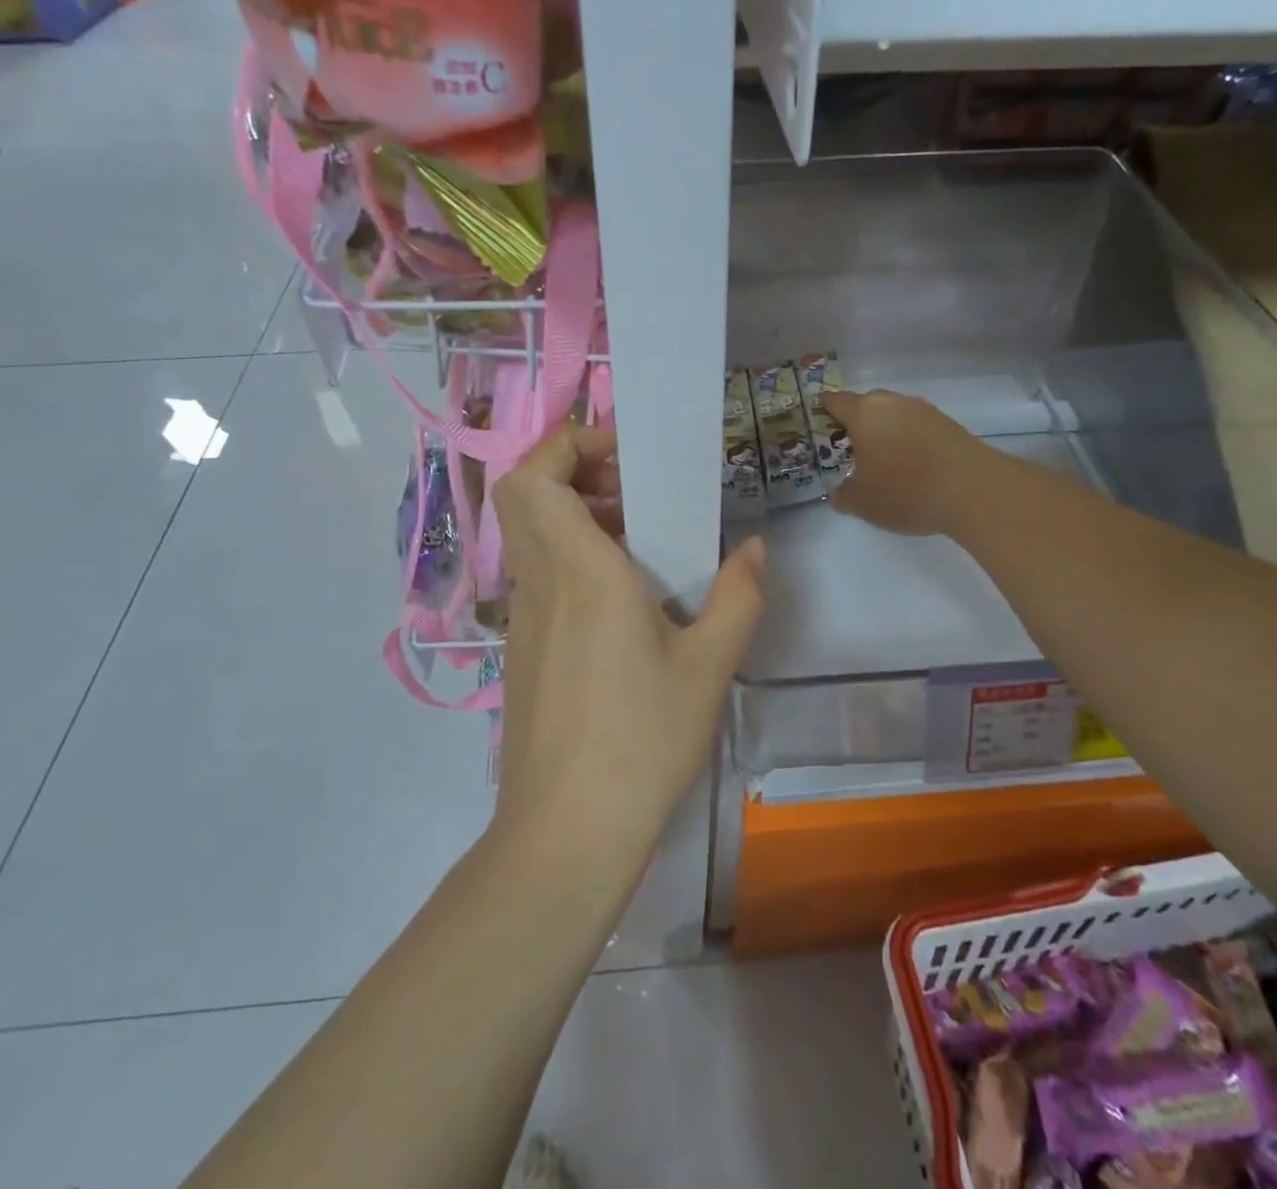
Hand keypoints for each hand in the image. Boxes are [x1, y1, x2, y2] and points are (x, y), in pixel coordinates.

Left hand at [491, 424, 764, 877]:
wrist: (566, 834)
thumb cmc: (640, 741)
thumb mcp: (708, 667)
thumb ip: (738, 596)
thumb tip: (754, 549)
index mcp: (580, 571)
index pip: (535, 474)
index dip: (568, 444)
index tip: (624, 456)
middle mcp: (540, 583)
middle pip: (525, 494)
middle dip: (575, 471)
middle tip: (635, 491)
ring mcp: (522, 618)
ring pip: (532, 535)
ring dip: (578, 517)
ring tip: (642, 542)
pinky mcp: (522, 650)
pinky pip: (540, 576)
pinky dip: (573, 560)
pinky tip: (624, 603)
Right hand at [826, 389, 979, 536]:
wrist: (973, 490)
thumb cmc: (905, 490)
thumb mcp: (862, 503)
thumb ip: (844, 495)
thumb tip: (840, 493)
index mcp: (864, 414)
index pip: (836, 401)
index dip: (824, 409)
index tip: (820, 420)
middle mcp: (893, 403)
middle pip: (867, 404)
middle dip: (857, 422)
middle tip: (851, 447)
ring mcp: (924, 411)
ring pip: (895, 414)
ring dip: (886, 431)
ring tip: (883, 458)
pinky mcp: (949, 424)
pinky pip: (918, 427)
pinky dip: (910, 440)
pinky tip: (912, 464)